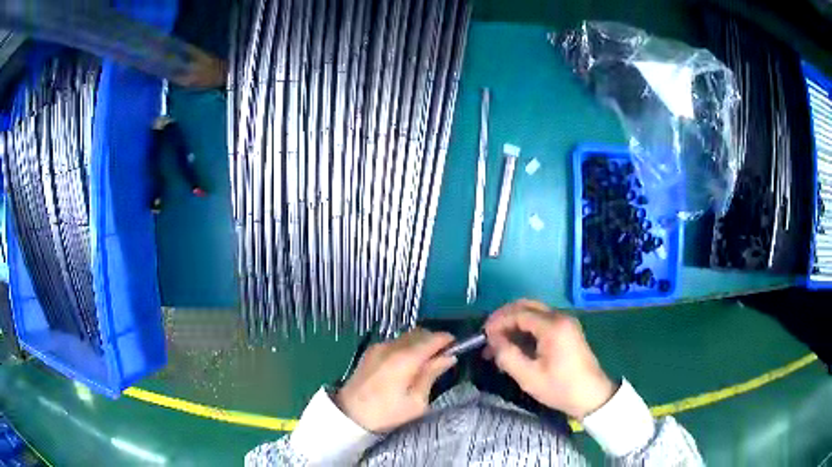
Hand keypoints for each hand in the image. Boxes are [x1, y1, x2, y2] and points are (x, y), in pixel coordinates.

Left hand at [335, 329, 455, 432]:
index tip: (457, 346)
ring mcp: (378, 347)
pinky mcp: (370, 351)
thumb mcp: (416, 401)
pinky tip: (408, 364)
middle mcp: (391, 346)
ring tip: (426, 361)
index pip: (432, 339)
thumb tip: (448, 357)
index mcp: (404, 359)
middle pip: (419, 333)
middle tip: (443, 356)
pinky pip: (395, 342)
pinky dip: (406, 347)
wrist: (349, 415)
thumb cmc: (387, 413)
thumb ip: (431, 375)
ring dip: (420, 343)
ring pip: (406, 336)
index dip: (447, 340)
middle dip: (434, 340)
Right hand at [484, 299, 616, 419]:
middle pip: (526, 306)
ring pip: (533, 313)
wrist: (591, 396)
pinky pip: (541, 322)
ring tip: (498, 344)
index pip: (519, 313)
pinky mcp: (567, 331)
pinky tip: (514, 346)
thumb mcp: (528, 376)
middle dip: (504, 317)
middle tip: (488, 335)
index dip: (497, 321)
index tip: (482, 335)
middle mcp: (560, 317)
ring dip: (514, 323)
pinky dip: (525, 329)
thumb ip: (507, 355)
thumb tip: (492, 339)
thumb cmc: (560, 388)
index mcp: (552, 326)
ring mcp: (565, 322)